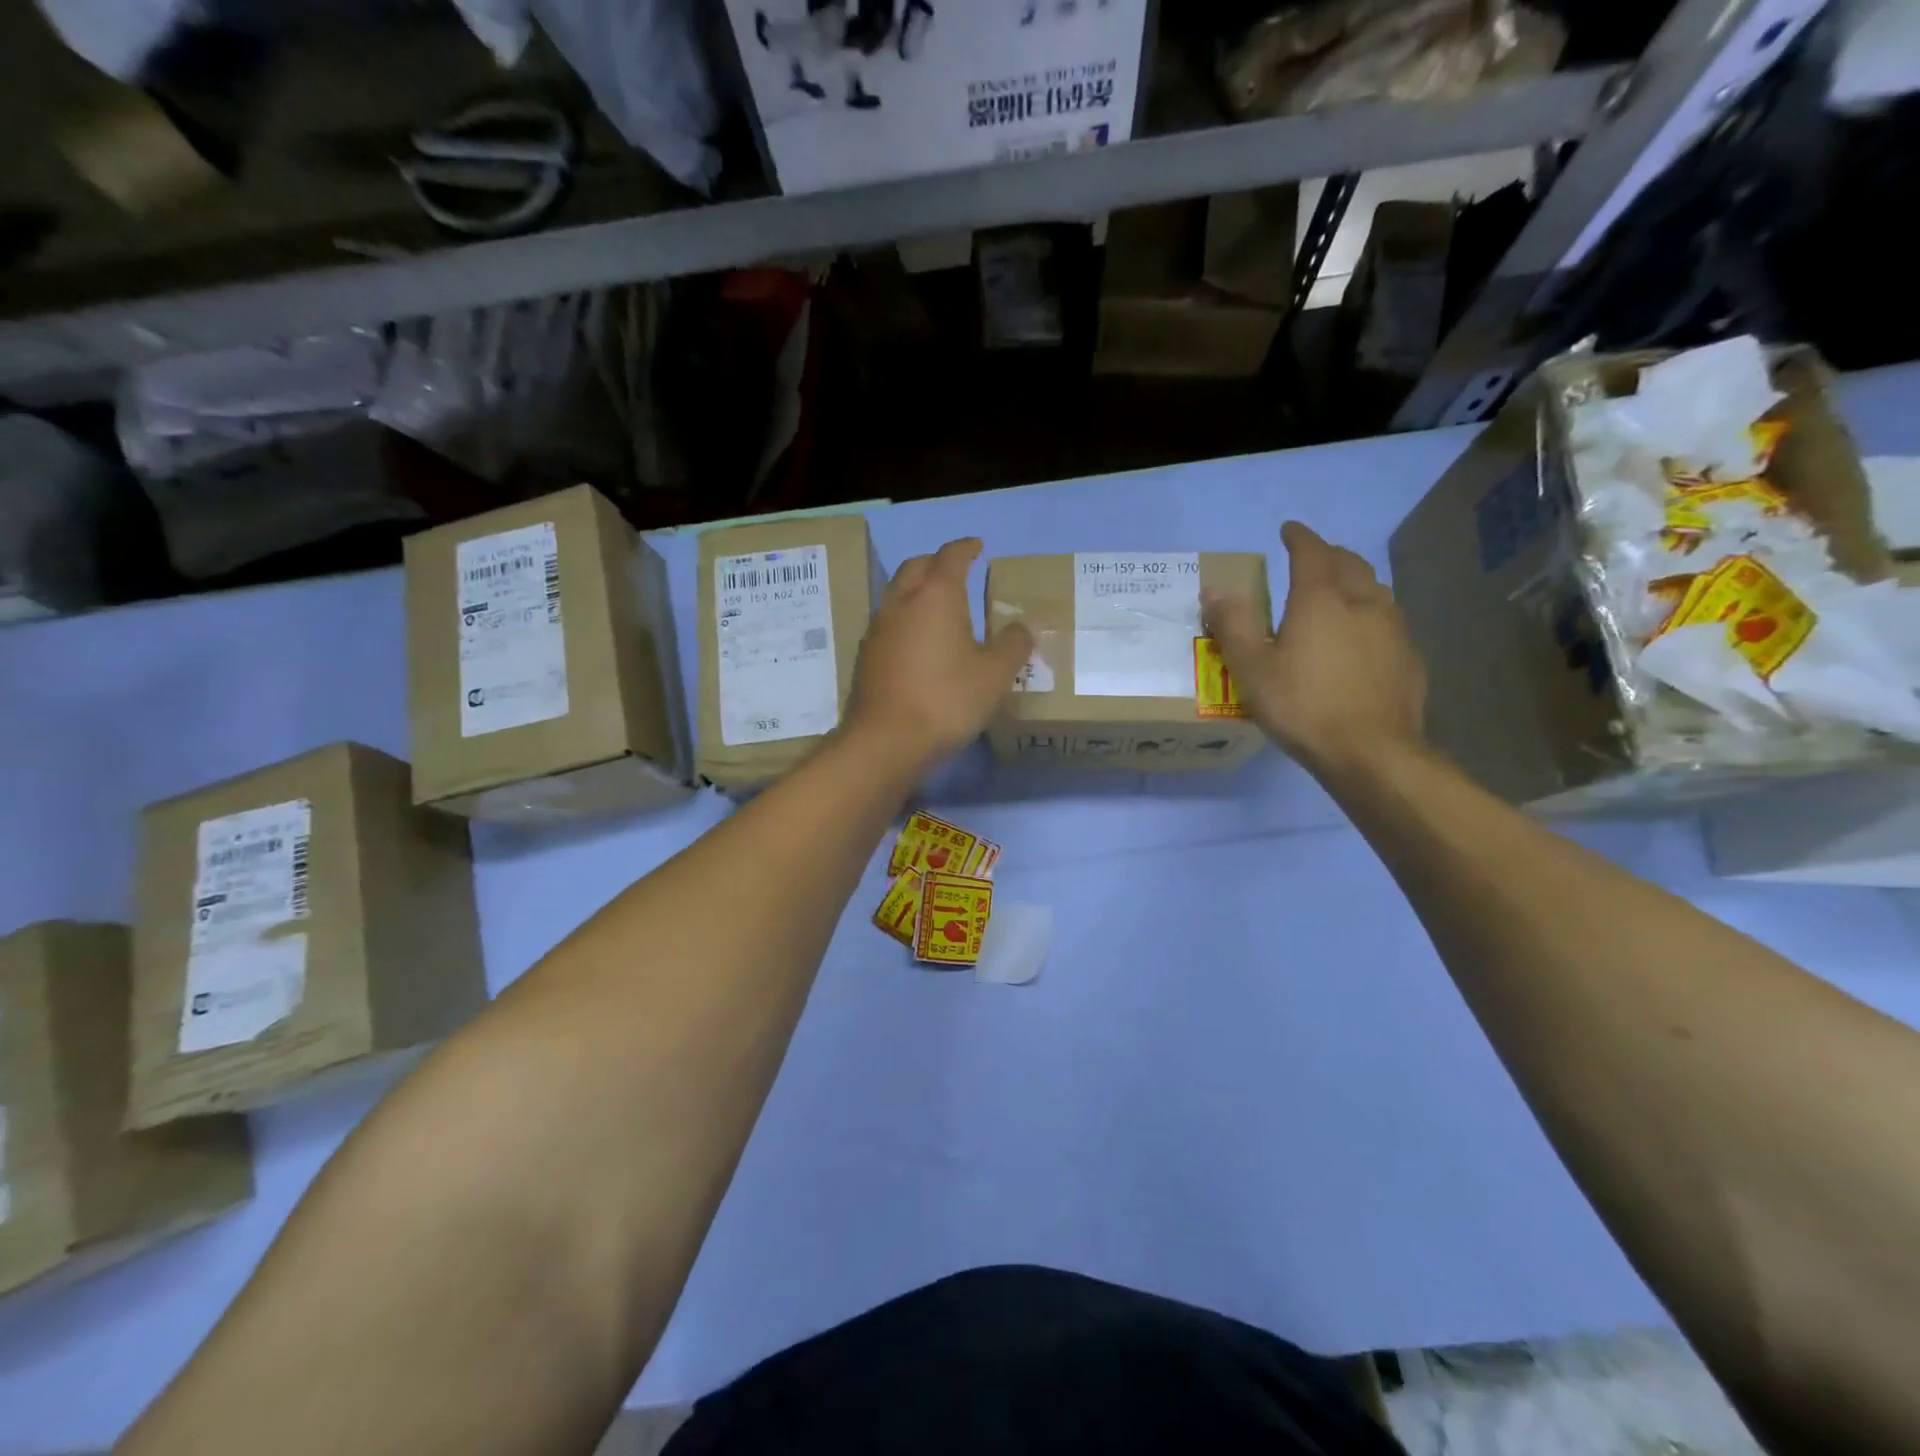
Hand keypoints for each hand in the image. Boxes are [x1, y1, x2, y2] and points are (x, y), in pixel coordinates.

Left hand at [845, 538, 1032, 771]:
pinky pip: (888, 621)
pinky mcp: (867, 654)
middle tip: (957, 571)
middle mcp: (902, 602)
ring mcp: (879, 628)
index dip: (966, 548)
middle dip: (937, 562)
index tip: (978, 546)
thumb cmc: (947, 700)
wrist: (887, 740)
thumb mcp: (995, 675)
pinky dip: (906, 617)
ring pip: (898, 593)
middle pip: (917, 566)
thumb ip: (1013, 645)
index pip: (951, 556)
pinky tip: (918, 640)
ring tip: (938, 605)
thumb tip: (1022, 627)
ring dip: (917, 589)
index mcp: (936, 595)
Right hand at [1202, 521, 1425, 778]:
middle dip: (1329, 554)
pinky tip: (1363, 637)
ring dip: (1354, 581)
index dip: (1299, 537)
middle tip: (1312, 557)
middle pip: (1349, 564)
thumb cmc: (1303, 705)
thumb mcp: (1252, 668)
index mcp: (1321, 599)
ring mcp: (1393, 629)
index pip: (1311, 552)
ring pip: (1375, 589)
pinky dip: (1371, 614)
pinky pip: (1389, 621)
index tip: (1288, 529)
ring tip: (1339, 591)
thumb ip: (1233, 625)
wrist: (1371, 752)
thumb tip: (1213, 590)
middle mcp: (1363, 602)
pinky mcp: (1409, 657)